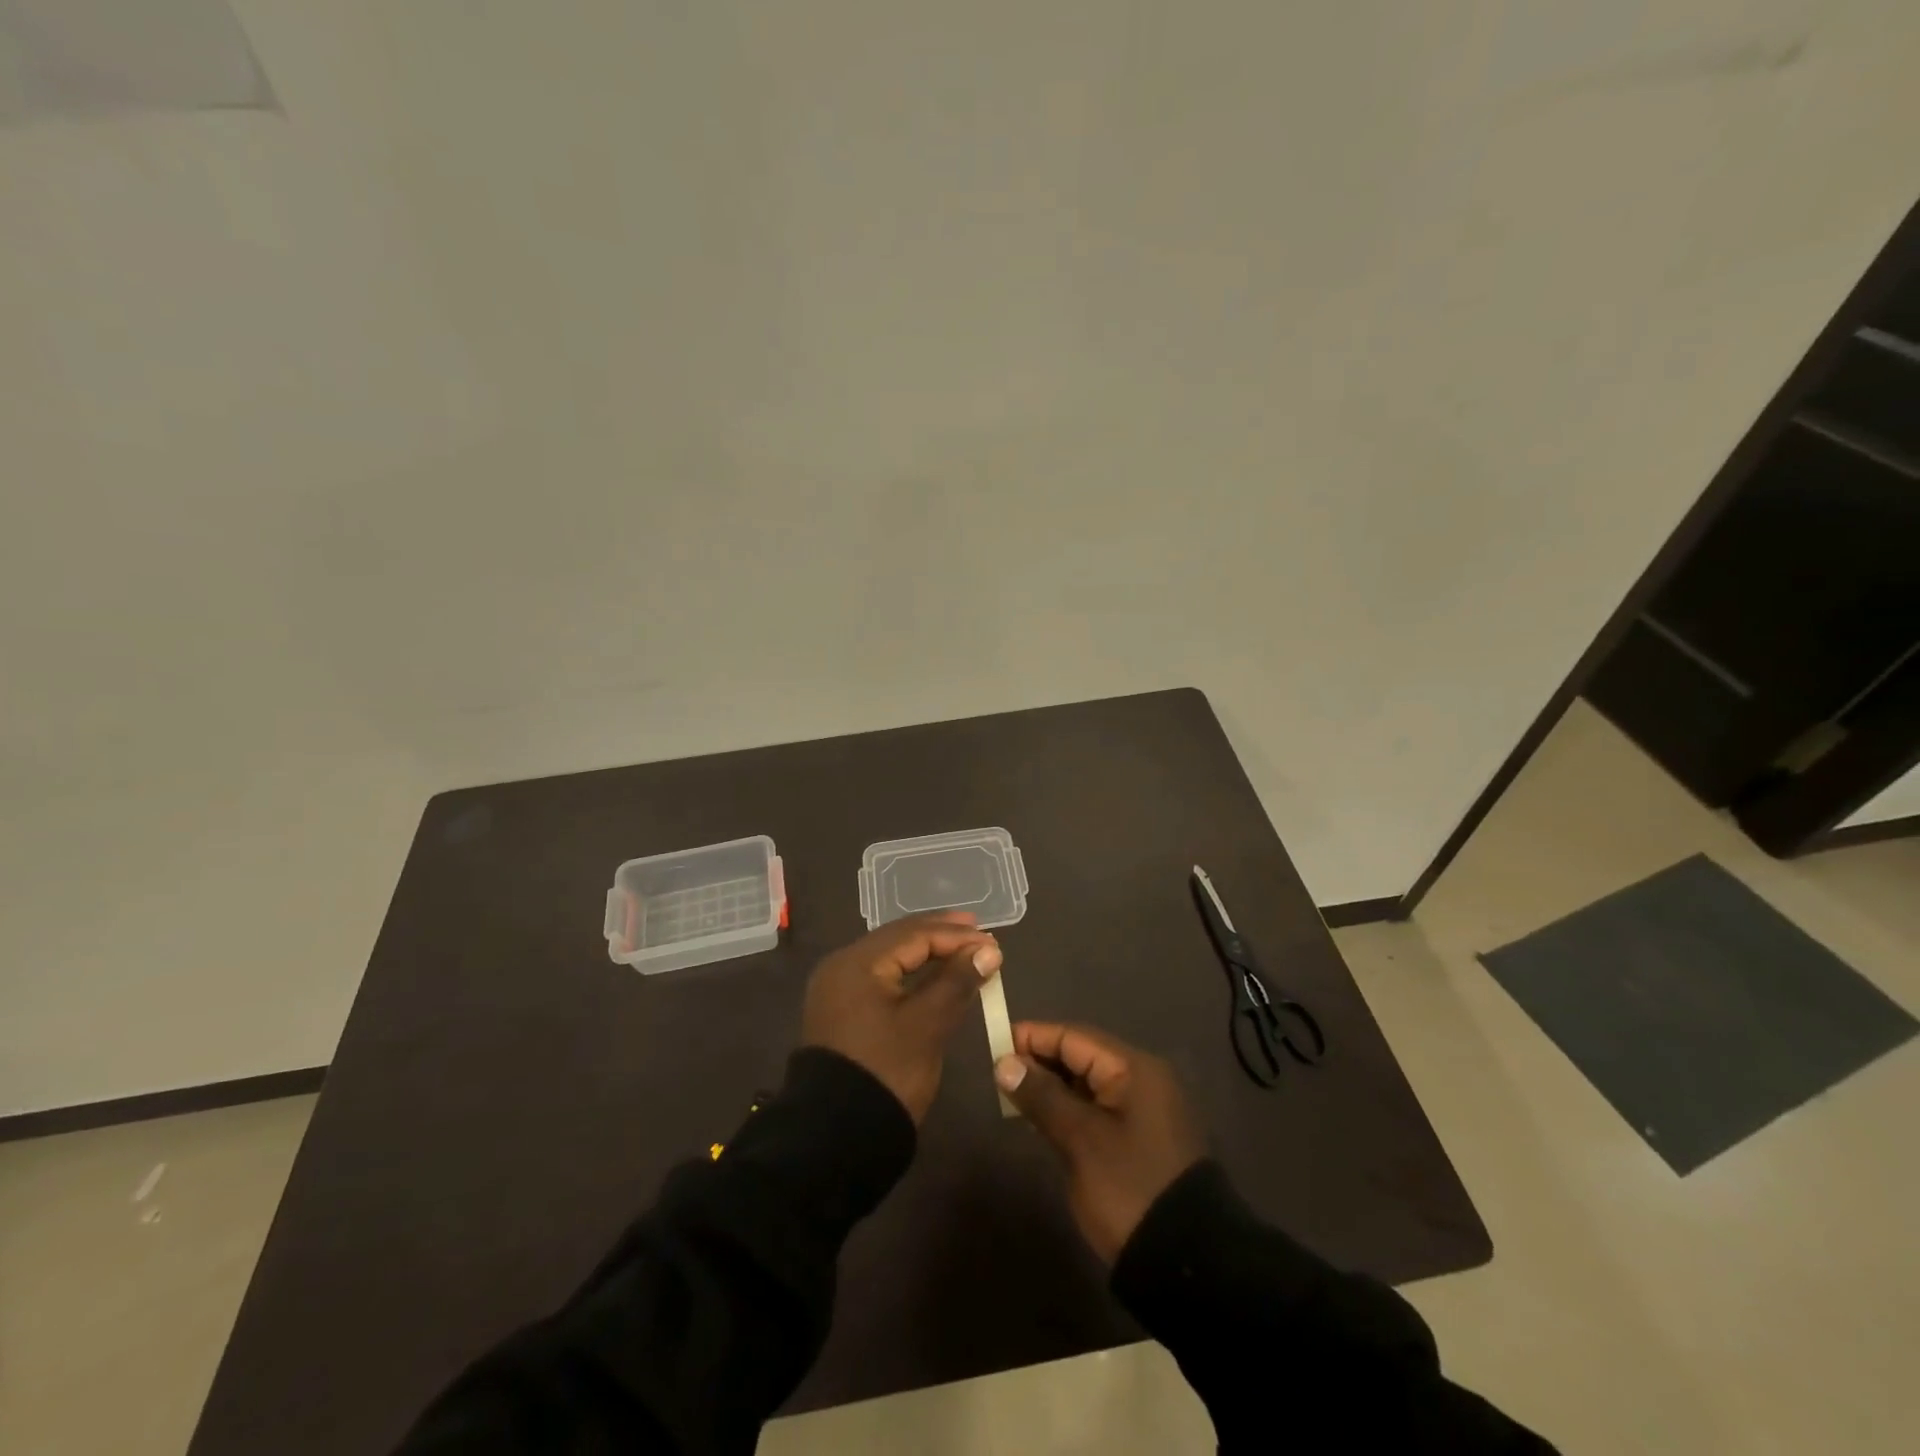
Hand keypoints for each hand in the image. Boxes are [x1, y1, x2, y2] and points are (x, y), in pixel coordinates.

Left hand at [801, 912, 1003, 1122]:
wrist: (835, 1138)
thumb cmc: (885, 1072)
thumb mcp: (927, 1025)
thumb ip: (957, 982)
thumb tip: (988, 951)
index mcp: (856, 963)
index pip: (913, 935)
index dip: (956, 937)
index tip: (993, 943)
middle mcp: (842, 966)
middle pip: (899, 939)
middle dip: (940, 935)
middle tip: (978, 931)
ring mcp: (839, 990)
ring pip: (891, 958)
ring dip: (927, 953)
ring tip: (962, 949)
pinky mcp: (843, 1011)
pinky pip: (883, 978)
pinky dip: (911, 974)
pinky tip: (934, 976)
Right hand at [994, 1022, 1203, 1262]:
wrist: (1184, 1265)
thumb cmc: (1129, 1189)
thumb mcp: (1081, 1140)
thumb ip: (1042, 1096)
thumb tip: (1005, 1062)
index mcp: (1133, 1069)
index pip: (1074, 1037)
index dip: (1033, 1037)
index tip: (993, 1045)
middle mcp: (1141, 1080)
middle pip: (1081, 1056)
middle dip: (1040, 1061)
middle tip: (997, 1074)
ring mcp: (1142, 1110)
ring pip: (1086, 1083)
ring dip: (1051, 1087)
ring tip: (1012, 1096)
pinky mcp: (1138, 1138)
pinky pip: (1096, 1108)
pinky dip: (1067, 1108)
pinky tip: (1040, 1120)